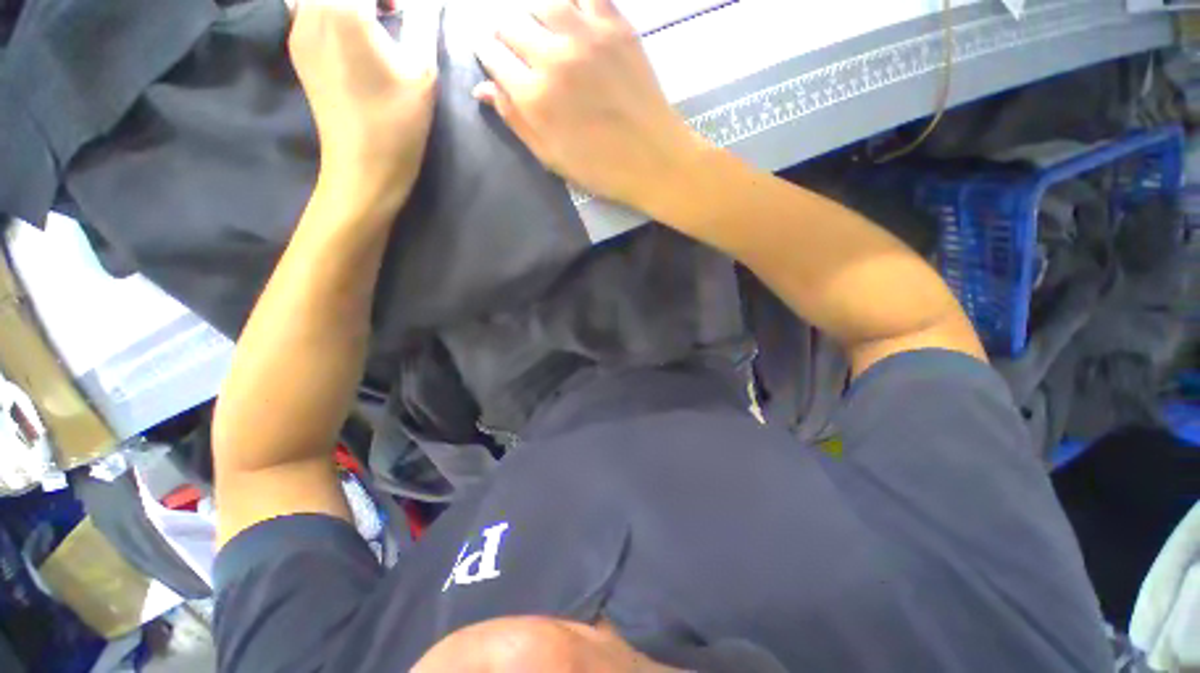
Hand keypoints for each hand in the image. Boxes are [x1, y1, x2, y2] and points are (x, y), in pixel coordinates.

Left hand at [289, 0, 438, 215]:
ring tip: (375, 18)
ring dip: (350, 3)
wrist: (363, 167)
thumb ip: (424, 24)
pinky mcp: (297, 47)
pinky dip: (333, 9)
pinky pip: (310, 7)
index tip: (406, 10)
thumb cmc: (398, 124)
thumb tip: (429, 4)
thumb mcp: (423, 74)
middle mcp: (312, 10)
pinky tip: (356, 30)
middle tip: (395, 11)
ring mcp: (298, 28)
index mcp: (343, 10)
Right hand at [473, 0, 702, 216]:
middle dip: (505, 34)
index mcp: (534, 96)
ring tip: (540, 30)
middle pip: (510, 23)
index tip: (491, 59)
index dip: (487, 55)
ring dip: (533, 13)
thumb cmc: (600, 168)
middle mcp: (552, 56)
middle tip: (515, 48)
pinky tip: (570, 15)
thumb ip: (515, 120)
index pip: (492, 55)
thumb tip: (483, 88)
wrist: (653, 159)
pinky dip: (572, 1)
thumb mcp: (551, 158)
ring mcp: (586, 35)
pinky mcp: (616, 25)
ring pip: (542, 2)